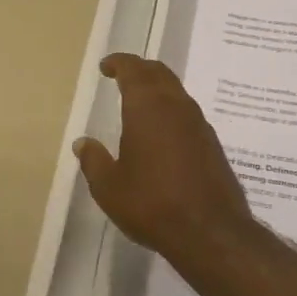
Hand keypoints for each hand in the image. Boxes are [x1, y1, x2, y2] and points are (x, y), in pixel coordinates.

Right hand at [74, 53, 258, 264]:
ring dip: (158, 88)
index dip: (119, 63)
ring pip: (177, 92)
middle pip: (159, 74)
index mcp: (147, 107)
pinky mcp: (212, 144)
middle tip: (123, 74)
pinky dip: (171, 109)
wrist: (210, 232)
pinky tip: (162, 130)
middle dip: (140, 69)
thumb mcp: (109, 187)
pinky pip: (188, 113)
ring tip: (140, 101)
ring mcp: (199, 124)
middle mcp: (176, 107)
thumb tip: (83, 143)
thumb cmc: (151, 203)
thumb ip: (94, 161)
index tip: (106, 66)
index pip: (134, 70)